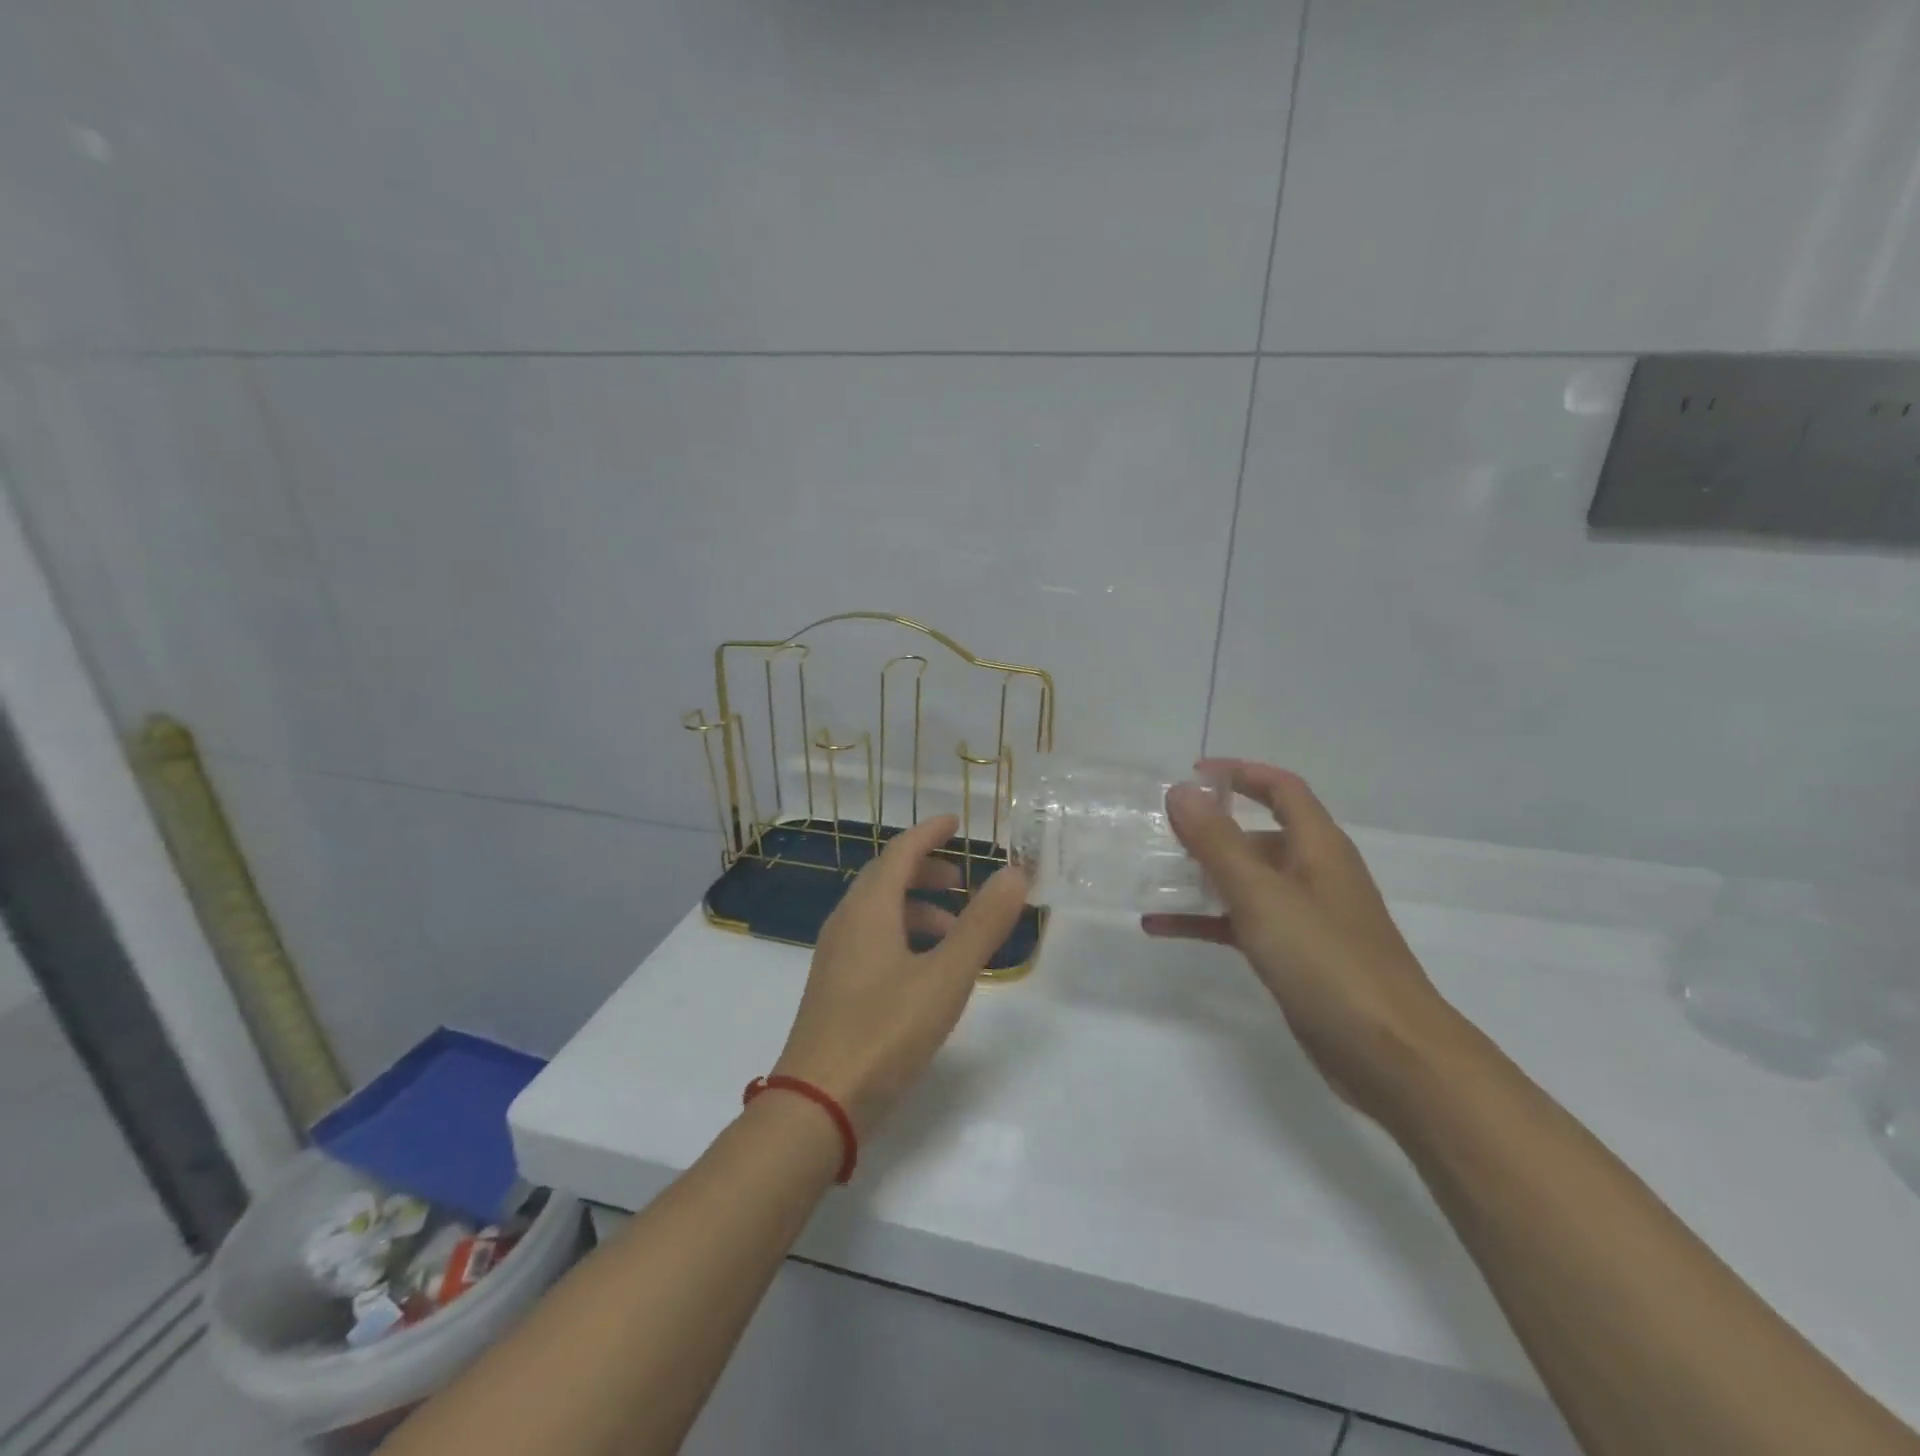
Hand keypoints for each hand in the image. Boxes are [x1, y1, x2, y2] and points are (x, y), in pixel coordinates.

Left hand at [771, 815, 1028, 1137]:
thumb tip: (1014, 873)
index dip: (929, 832)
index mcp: (868, 909)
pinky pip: (871, 937)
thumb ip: (982, 924)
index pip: (900, 851)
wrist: (818, 1103)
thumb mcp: (945, 976)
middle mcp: (846, 922)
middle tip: (963, 880)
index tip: (956, 823)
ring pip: (878, 910)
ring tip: (954, 929)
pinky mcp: (834, 985)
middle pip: (886, 877)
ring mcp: (836, 955)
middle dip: (925, 869)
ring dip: (916, 906)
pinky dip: (902, 933)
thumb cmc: (884, 1031)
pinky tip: (925, 968)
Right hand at [1143, 759, 1454, 1118]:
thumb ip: (1217, 842)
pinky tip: (1160, 928)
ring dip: (1201, 877)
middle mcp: (1314, 874)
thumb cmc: (1326, 960)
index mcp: (1318, 847)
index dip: (1240, 773)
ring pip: (1246, 882)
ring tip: (1151, 877)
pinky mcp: (1296, 956)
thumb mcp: (1262, 895)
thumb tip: (1181, 790)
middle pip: (1259, 835)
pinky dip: (1205, 921)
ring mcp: (1306, 917)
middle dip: (1210, 829)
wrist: (1390, 1054)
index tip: (1192, 775)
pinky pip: (1242, 924)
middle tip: (1160, 832)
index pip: (1281, 788)